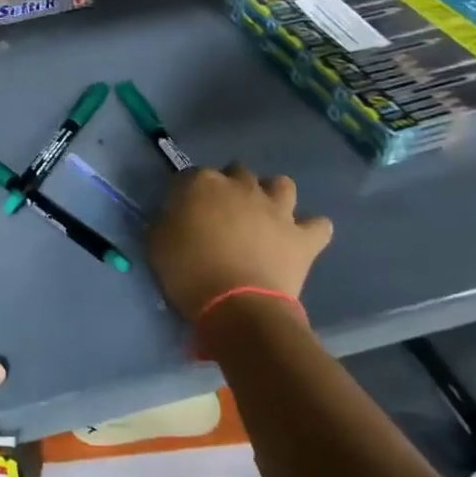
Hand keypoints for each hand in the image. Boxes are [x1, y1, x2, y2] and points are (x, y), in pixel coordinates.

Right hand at [147, 166, 333, 323]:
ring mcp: (277, 209)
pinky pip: (318, 225)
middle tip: (221, 214)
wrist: (237, 306)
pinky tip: (301, 238)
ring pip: (282, 184)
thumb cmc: (189, 272)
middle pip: (237, 171)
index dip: (185, 193)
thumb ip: (166, 221)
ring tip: (264, 215)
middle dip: (230, 186)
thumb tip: (173, 217)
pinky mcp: (302, 237)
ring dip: (273, 195)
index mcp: (203, 184)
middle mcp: (242, 187)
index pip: (190, 176)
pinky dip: (311, 230)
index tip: (181, 212)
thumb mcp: (157, 243)